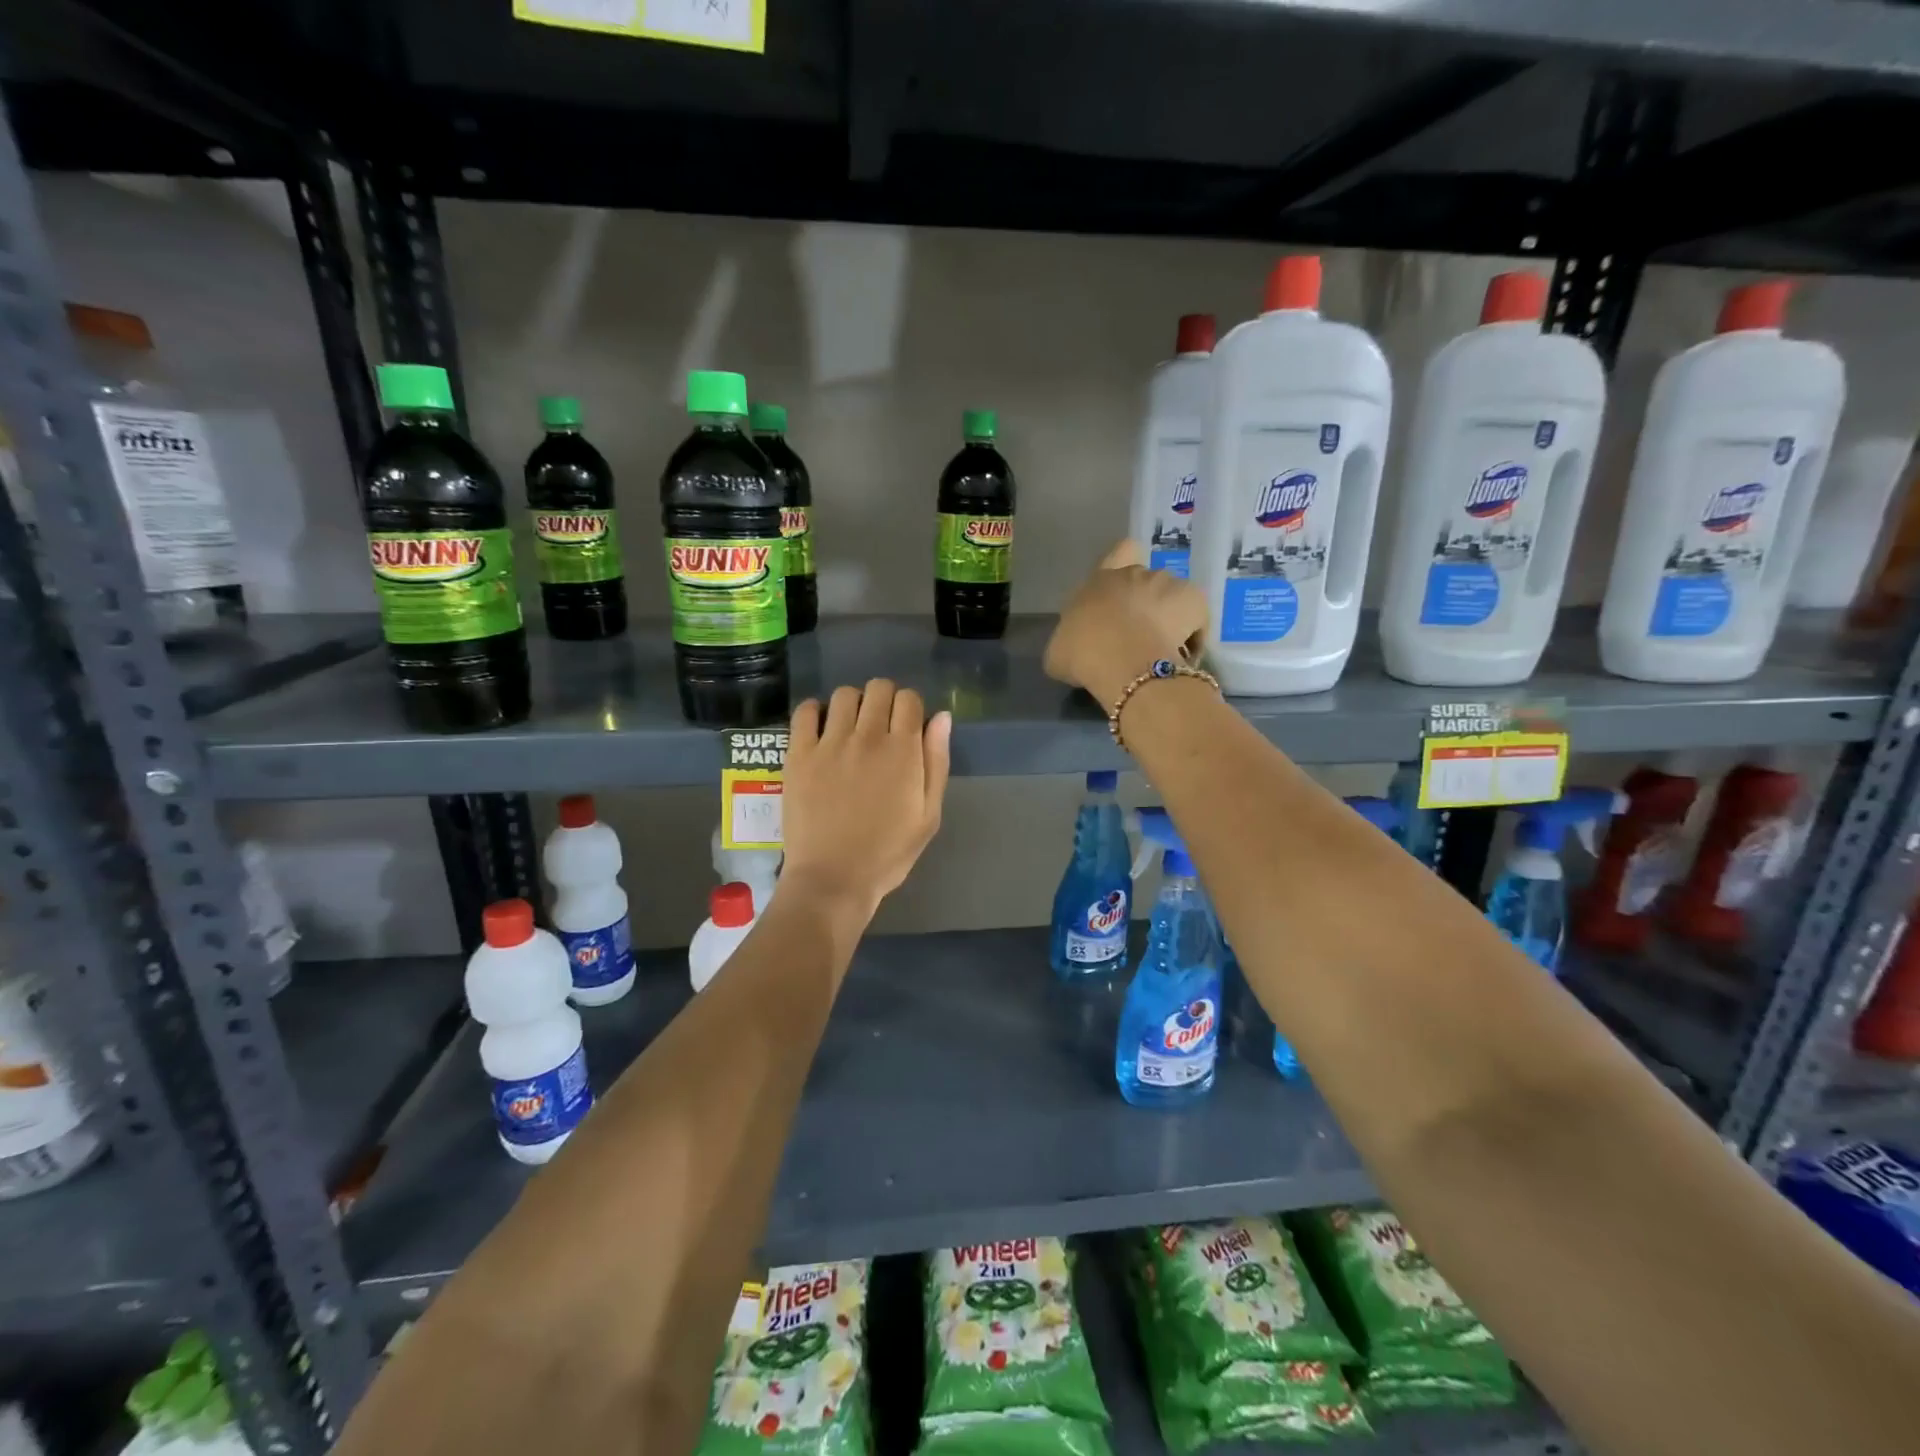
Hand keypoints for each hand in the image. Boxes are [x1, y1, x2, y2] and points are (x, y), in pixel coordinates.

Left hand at [779, 680, 951, 925]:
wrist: (833, 879)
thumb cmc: (888, 853)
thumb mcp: (928, 815)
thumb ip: (936, 762)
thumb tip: (941, 717)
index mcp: (903, 751)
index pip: (909, 699)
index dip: (911, 708)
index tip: (907, 727)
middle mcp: (867, 737)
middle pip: (879, 688)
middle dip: (885, 699)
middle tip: (881, 726)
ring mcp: (830, 743)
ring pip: (844, 694)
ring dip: (853, 703)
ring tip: (851, 728)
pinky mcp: (799, 754)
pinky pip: (805, 712)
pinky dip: (816, 711)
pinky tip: (822, 730)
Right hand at [1044, 540, 1207, 705]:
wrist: (1122, 660)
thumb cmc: (1082, 653)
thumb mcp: (1059, 652)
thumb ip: (1069, 641)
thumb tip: (1074, 648)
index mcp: (1100, 581)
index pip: (1120, 551)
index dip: (1126, 564)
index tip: (1123, 593)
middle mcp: (1135, 574)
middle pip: (1146, 581)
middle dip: (1145, 604)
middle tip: (1138, 636)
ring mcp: (1167, 583)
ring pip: (1173, 599)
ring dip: (1169, 619)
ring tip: (1162, 651)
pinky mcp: (1194, 600)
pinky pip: (1196, 618)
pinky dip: (1192, 635)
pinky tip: (1181, 659)